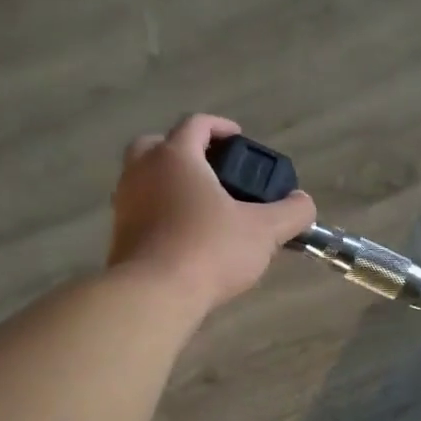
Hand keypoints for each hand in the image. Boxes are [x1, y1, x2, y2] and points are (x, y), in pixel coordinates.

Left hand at [108, 114, 317, 313]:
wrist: (153, 295)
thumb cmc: (208, 250)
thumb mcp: (263, 231)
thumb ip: (290, 212)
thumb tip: (303, 203)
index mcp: (176, 157)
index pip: (196, 124)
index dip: (220, 127)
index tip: (239, 138)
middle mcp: (142, 171)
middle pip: (158, 144)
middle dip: (185, 150)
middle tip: (212, 169)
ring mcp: (124, 202)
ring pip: (144, 177)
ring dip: (170, 182)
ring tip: (202, 205)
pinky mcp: (118, 233)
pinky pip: (140, 208)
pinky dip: (159, 210)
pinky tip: (184, 233)